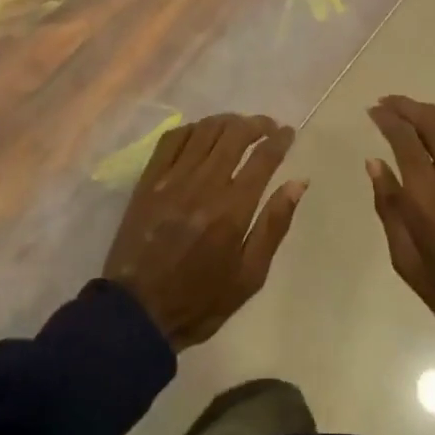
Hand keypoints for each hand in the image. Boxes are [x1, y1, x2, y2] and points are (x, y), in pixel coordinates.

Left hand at [103, 114, 304, 350]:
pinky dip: (192, 129)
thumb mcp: (250, 276)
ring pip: (204, 130)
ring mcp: (172, 179)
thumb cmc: (200, 301)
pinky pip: (172, 139)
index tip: (288, 133)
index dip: (280, 139)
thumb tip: (297, 183)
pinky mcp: (148, 180)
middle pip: (234, 134)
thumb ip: (274, 225)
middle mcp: (204, 184)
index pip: (263, 158)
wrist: (137, 313)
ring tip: (238, 127)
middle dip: (256, 124)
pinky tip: (201, 134)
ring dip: (227, 122)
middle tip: (267, 128)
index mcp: (233, 209)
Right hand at [367, 97, 434, 373]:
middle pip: (428, 120)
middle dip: (404, 106)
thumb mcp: (406, 260)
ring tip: (417, 110)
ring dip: (432, 109)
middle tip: (389, 103)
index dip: (385, 118)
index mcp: (425, 195)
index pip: (402, 138)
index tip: (373, 111)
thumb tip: (374, 164)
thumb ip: (389, 207)